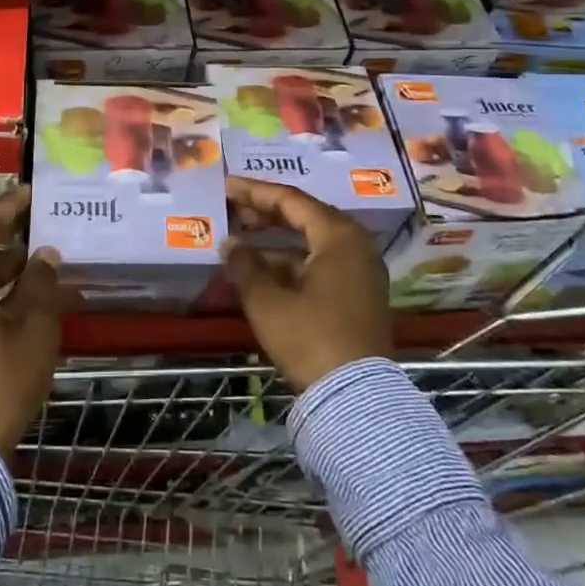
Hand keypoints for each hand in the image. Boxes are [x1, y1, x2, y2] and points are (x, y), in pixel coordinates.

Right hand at [224, 176, 391, 391]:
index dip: (253, 192)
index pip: (290, 199)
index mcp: (338, 235)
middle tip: (229, 210)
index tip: (225, 186)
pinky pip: (318, 265)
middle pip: (303, 217)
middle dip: (263, 214)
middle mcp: (355, 246)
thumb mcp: (267, 301)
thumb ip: (244, 265)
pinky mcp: (357, 297)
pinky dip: (288, 264)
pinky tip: (259, 271)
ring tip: (237, 241)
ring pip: (309, 243)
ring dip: (273, 241)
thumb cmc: (310, 338)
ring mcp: (359, 273)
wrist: (355, 399)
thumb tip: (229, 243)